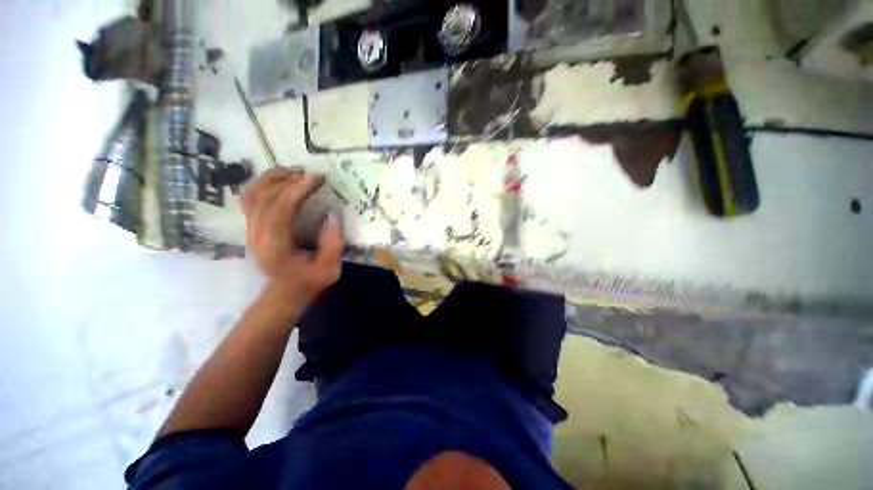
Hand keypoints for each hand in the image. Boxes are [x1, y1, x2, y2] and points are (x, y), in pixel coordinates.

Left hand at [242, 168, 342, 313]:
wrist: (285, 291)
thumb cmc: (309, 281)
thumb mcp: (330, 269)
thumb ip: (332, 244)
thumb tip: (333, 214)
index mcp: (275, 249)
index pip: (279, 211)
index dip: (296, 191)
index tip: (316, 179)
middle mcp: (256, 236)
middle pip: (263, 198)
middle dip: (287, 180)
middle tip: (310, 174)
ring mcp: (250, 230)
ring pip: (252, 194)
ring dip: (272, 178)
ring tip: (296, 171)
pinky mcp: (251, 226)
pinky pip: (250, 198)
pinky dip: (264, 184)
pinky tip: (281, 181)